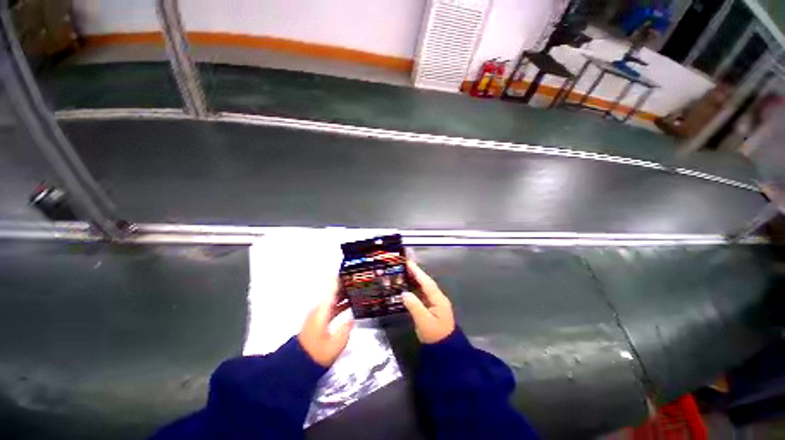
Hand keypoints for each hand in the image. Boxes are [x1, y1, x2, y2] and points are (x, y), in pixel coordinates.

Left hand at [298, 283, 353, 366]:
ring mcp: (319, 314)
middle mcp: (320, 309)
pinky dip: (341, 302)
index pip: (332, 290)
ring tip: (358, 289)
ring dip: (344, 293)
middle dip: (346, 285)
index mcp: (323, 311)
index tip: (349, 271)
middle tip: (359, 280)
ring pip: (334, 298)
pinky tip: (350, 303)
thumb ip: (345, 330)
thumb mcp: (335, 345)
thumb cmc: (317, 354)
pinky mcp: (320, 319)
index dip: (340, 280)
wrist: (299, 364)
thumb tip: (351, 320)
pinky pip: (333, 305)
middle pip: (333, 292)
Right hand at [402, 261, 454, 343]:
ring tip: (404, 272)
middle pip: (426, 282)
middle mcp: (438, 298)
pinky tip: (408, 286)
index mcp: (438, 299)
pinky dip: (415, 288)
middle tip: (403, 265)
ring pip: (424, 287)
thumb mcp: (424, 322)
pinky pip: (422, 294)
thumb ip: (414, 306)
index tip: (408, 263)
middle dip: (416, 273)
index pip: (426, 282)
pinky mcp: (432, 307)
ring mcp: (435, 302)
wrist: (445, 350)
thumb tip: (404, 293)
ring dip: (415, 279)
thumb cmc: (435, 336)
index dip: (417, 272)